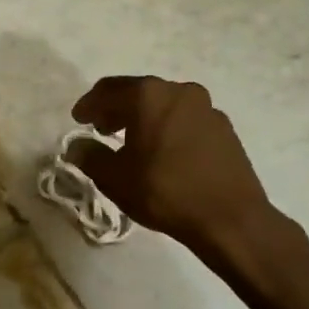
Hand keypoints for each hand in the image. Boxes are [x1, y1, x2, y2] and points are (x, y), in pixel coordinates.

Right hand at [68, 76, 284, 255]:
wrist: (231, 218)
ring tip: (131, 142)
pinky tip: (163, 153)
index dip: (89, 105)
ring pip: (164, 105)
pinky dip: (167, 128)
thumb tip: (76, 146)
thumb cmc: (165, 192)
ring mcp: (206, 108)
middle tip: (101, 129)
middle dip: (116, 109)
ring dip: (143, 118)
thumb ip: (90, 156)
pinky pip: (185, 119)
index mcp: (149, 95)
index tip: (78, 120)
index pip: (108, 90)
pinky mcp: (224, 128)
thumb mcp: (115, 178)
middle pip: (138, 92)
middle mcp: (179, 91)